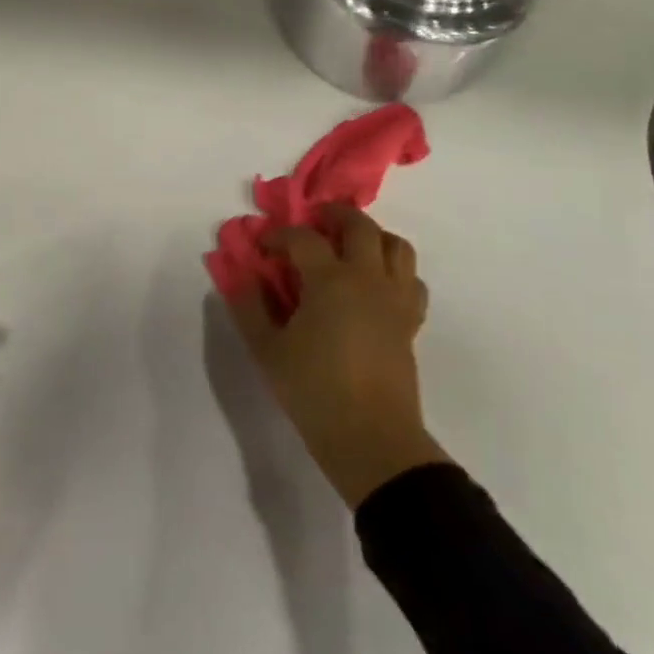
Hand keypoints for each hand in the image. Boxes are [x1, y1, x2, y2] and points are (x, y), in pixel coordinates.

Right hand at [226, 206, 448, 507]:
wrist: (370, 438)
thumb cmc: (312, 390)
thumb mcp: (266, 349)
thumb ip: (249, 306)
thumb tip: (242, 274)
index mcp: (331, 280)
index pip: (302, 238)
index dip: (278, 235)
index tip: (262, 246)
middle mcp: (368, 279)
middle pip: (361, 225)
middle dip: (334, 215)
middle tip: (313, 222)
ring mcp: (395, 299)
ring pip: (397, 245)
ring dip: (372, 236)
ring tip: (349, 247)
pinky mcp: (411, 321)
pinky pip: (411, 279)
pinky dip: (394, 270)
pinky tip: (374, 285)